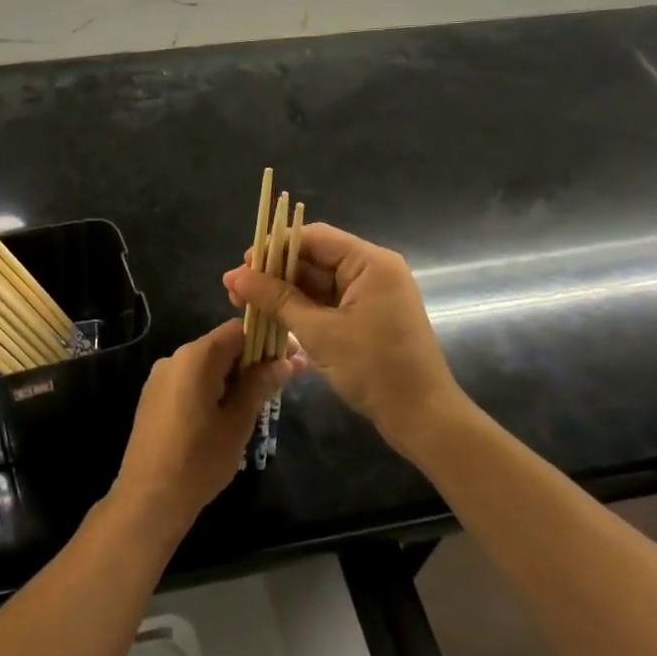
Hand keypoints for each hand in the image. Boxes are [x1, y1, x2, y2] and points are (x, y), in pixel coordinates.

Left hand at [113, 319, 289, 538]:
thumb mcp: (238, 421)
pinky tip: (227, 415)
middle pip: (222, 346)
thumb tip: (286, 361)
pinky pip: (190, 381)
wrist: (149, 498)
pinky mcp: (153, 397)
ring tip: (259, 403)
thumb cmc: (199, 459)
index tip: (292, 358)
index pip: (238, 330)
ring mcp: (160, 378)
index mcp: (196, 357)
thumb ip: (261, 384)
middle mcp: (175, 358)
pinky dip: (213, 388)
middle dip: (253, 360)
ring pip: (207, 365)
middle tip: (282, 383)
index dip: (268, 339)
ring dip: (234, 376)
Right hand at [224, 222, 461, 448]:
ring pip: (317, 281)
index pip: (313, 237)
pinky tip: (270, 316)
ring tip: (243, 304)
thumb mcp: (319, 332)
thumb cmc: (374, 368)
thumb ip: (277, 299)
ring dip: (282, 292)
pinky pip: (327, 301)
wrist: (422, 417)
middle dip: (273, 273)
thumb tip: (236, 276)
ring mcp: (370, 294)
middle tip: (234, 290)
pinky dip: (300, 308)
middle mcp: (372, 270)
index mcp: (370, 263)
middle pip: (313, 257)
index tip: (242, 266)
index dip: (274, 248)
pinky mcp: (367, 316)